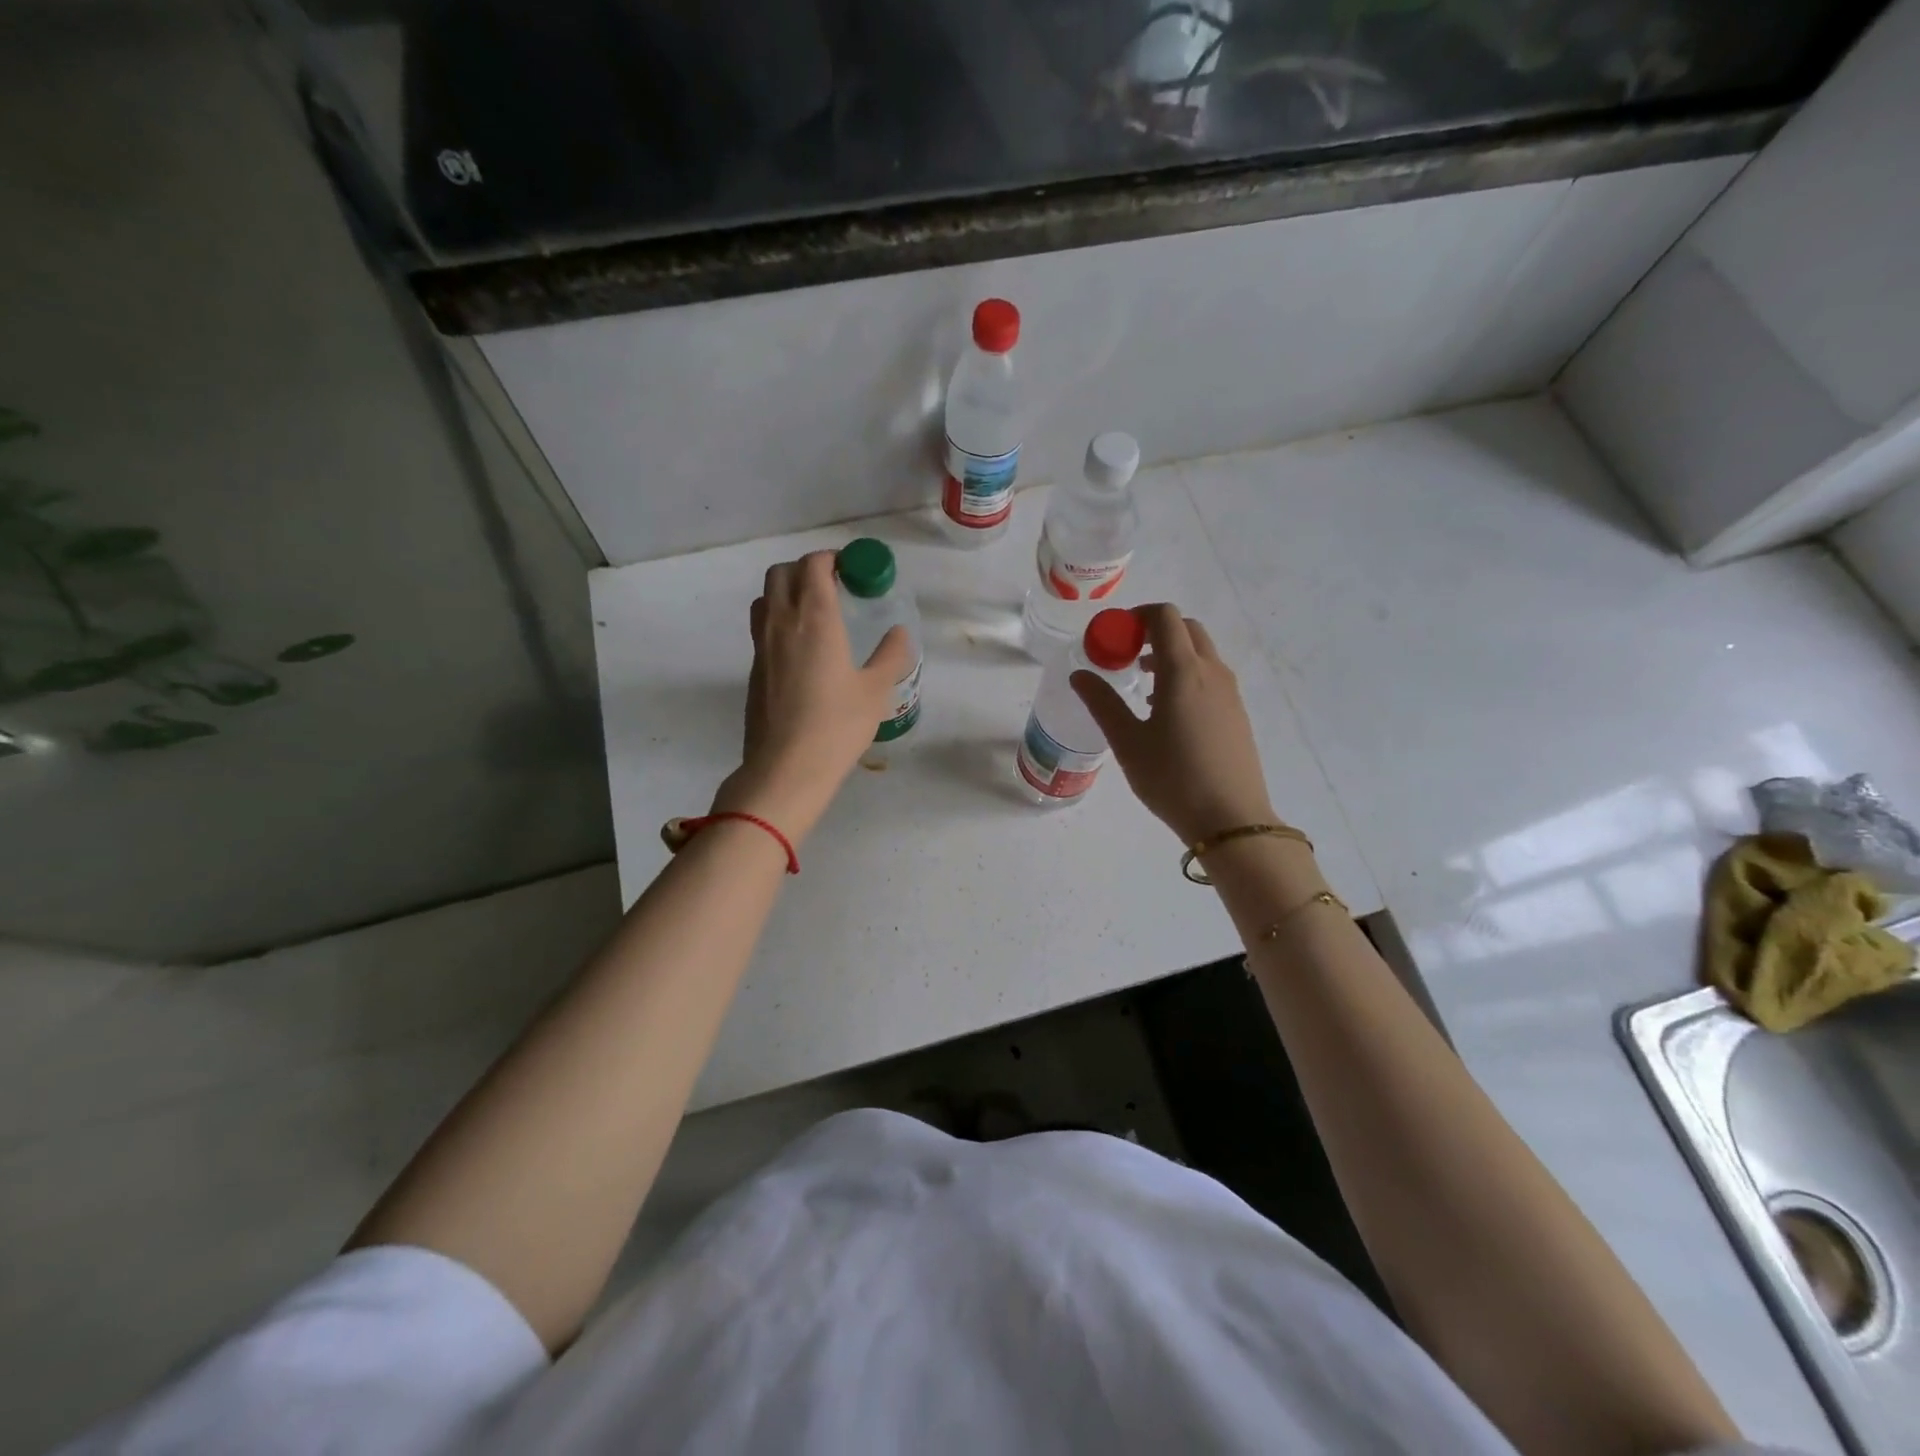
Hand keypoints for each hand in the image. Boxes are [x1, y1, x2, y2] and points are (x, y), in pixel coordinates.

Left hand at [711, 550, 913, 841]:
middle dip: (807, 569)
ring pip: (766, 596)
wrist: (786, 767)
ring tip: (815, 612)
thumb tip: (899, 633)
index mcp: (815, 618)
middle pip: (782, 572)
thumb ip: (890, 655)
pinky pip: (762, 625)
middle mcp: (782, 621)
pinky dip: (780, 619)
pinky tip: (802, 647)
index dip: (832, 559)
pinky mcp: (754, 668)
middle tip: (835, 586)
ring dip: (788, 590)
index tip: (853, 570)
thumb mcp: (875, 690)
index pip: (814, 565)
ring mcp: (762, 644)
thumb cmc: (837, 726)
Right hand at [1071, 604, 1277, 845]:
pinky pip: (1210, 675)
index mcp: (1183, 671)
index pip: (1164, 617)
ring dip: (1171, 653)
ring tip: (1143, 685)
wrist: (1231, 820)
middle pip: (1186, 628)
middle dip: (1154, 631)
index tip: (1113, 637)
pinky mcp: (1237, 712)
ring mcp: (1230, 692)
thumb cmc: (1173, 779)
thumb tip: (1079, 675)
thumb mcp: (1128, 742)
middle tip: (1126, 656)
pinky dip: (1187, 674)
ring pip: (1201, 652)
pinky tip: (1167, 711)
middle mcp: (1211, 671)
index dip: (1136, 617)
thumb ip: (1102, 703)